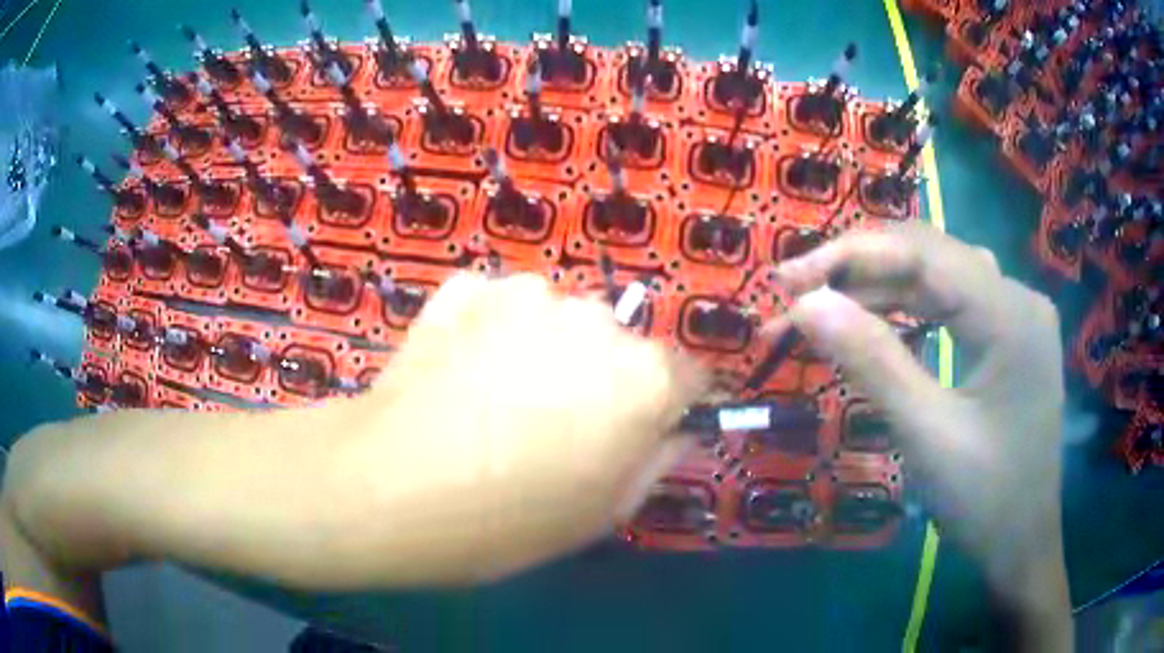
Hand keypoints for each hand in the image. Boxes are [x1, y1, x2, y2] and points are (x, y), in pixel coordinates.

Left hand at [349, 272, 705, 583]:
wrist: (386, 488)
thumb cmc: (504, 520)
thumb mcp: (602, 513)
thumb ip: (657, 462)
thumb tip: (674, 429)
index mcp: (643, 377)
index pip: (690, 377)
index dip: (671, 407)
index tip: (645, 431)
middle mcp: (596, 318)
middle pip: (621, 345)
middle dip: (604, 379)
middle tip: (555, 425)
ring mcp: (527, 292)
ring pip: (560, 321)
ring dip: (546, 350)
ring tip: (496, 398)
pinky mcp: (469, 286)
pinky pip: (501, 308)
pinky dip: (492, 332)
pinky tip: (459, 372)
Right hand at [766, 223, 1071, 648]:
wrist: (1022, 546)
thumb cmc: (984, 501)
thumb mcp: (927, 435)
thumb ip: (872, 362)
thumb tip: (805, 305)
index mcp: (1011, 314)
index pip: (924, 255)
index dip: (851, 256)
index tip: (786, 280)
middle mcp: (1017, 298)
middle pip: (931, 256)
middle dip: (859, 268)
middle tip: (795, 294)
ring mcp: (1015, 316)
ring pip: (938, 277)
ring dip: (878, 287)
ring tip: (823, 307)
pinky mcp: (1007, 337)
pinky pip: (950, 304)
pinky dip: (906, 309)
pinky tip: (876, 319)